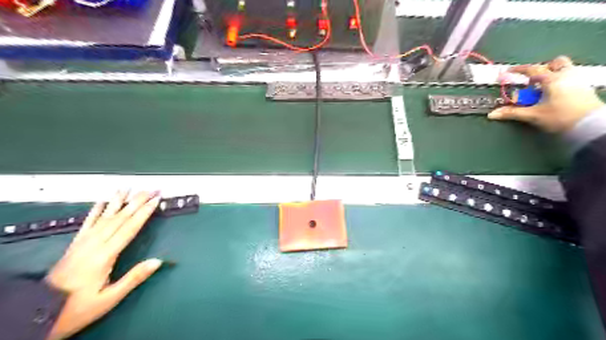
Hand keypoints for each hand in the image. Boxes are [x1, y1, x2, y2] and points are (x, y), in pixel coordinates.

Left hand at [44, 192, 161, 339]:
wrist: (39, 313)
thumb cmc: (79, 307)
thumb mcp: (109, 298)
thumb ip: (134, 278)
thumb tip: (158, 261)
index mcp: (105, 256)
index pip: (129, 228)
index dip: (144, 213)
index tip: (156, 200)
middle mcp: (94, 244)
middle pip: (119, 218)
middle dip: (137, 202)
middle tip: (151, 190)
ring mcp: (83, 243)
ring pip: (104, 217)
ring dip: (118, 201)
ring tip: (128, 188)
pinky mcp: (75, 244)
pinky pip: (87, 223)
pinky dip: (95, 210)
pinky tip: (102, 201)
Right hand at [489, 56, 603, 132]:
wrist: (590, 125)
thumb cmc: (560, 117)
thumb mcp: (533, 115)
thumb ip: (512, 113)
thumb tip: (492, 114)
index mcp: (552, 80)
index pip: (533, 70)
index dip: (518, 70)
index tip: (509, 72)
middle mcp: (567, 75)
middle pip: (556, 63)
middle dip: (543, 69)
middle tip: (533, 82)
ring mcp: (578, 81)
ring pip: (565, 69)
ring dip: (553, 75)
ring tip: (543, 90)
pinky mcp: (585, 89)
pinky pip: (571, 78)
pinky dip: (560, 82)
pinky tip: (555, 95)